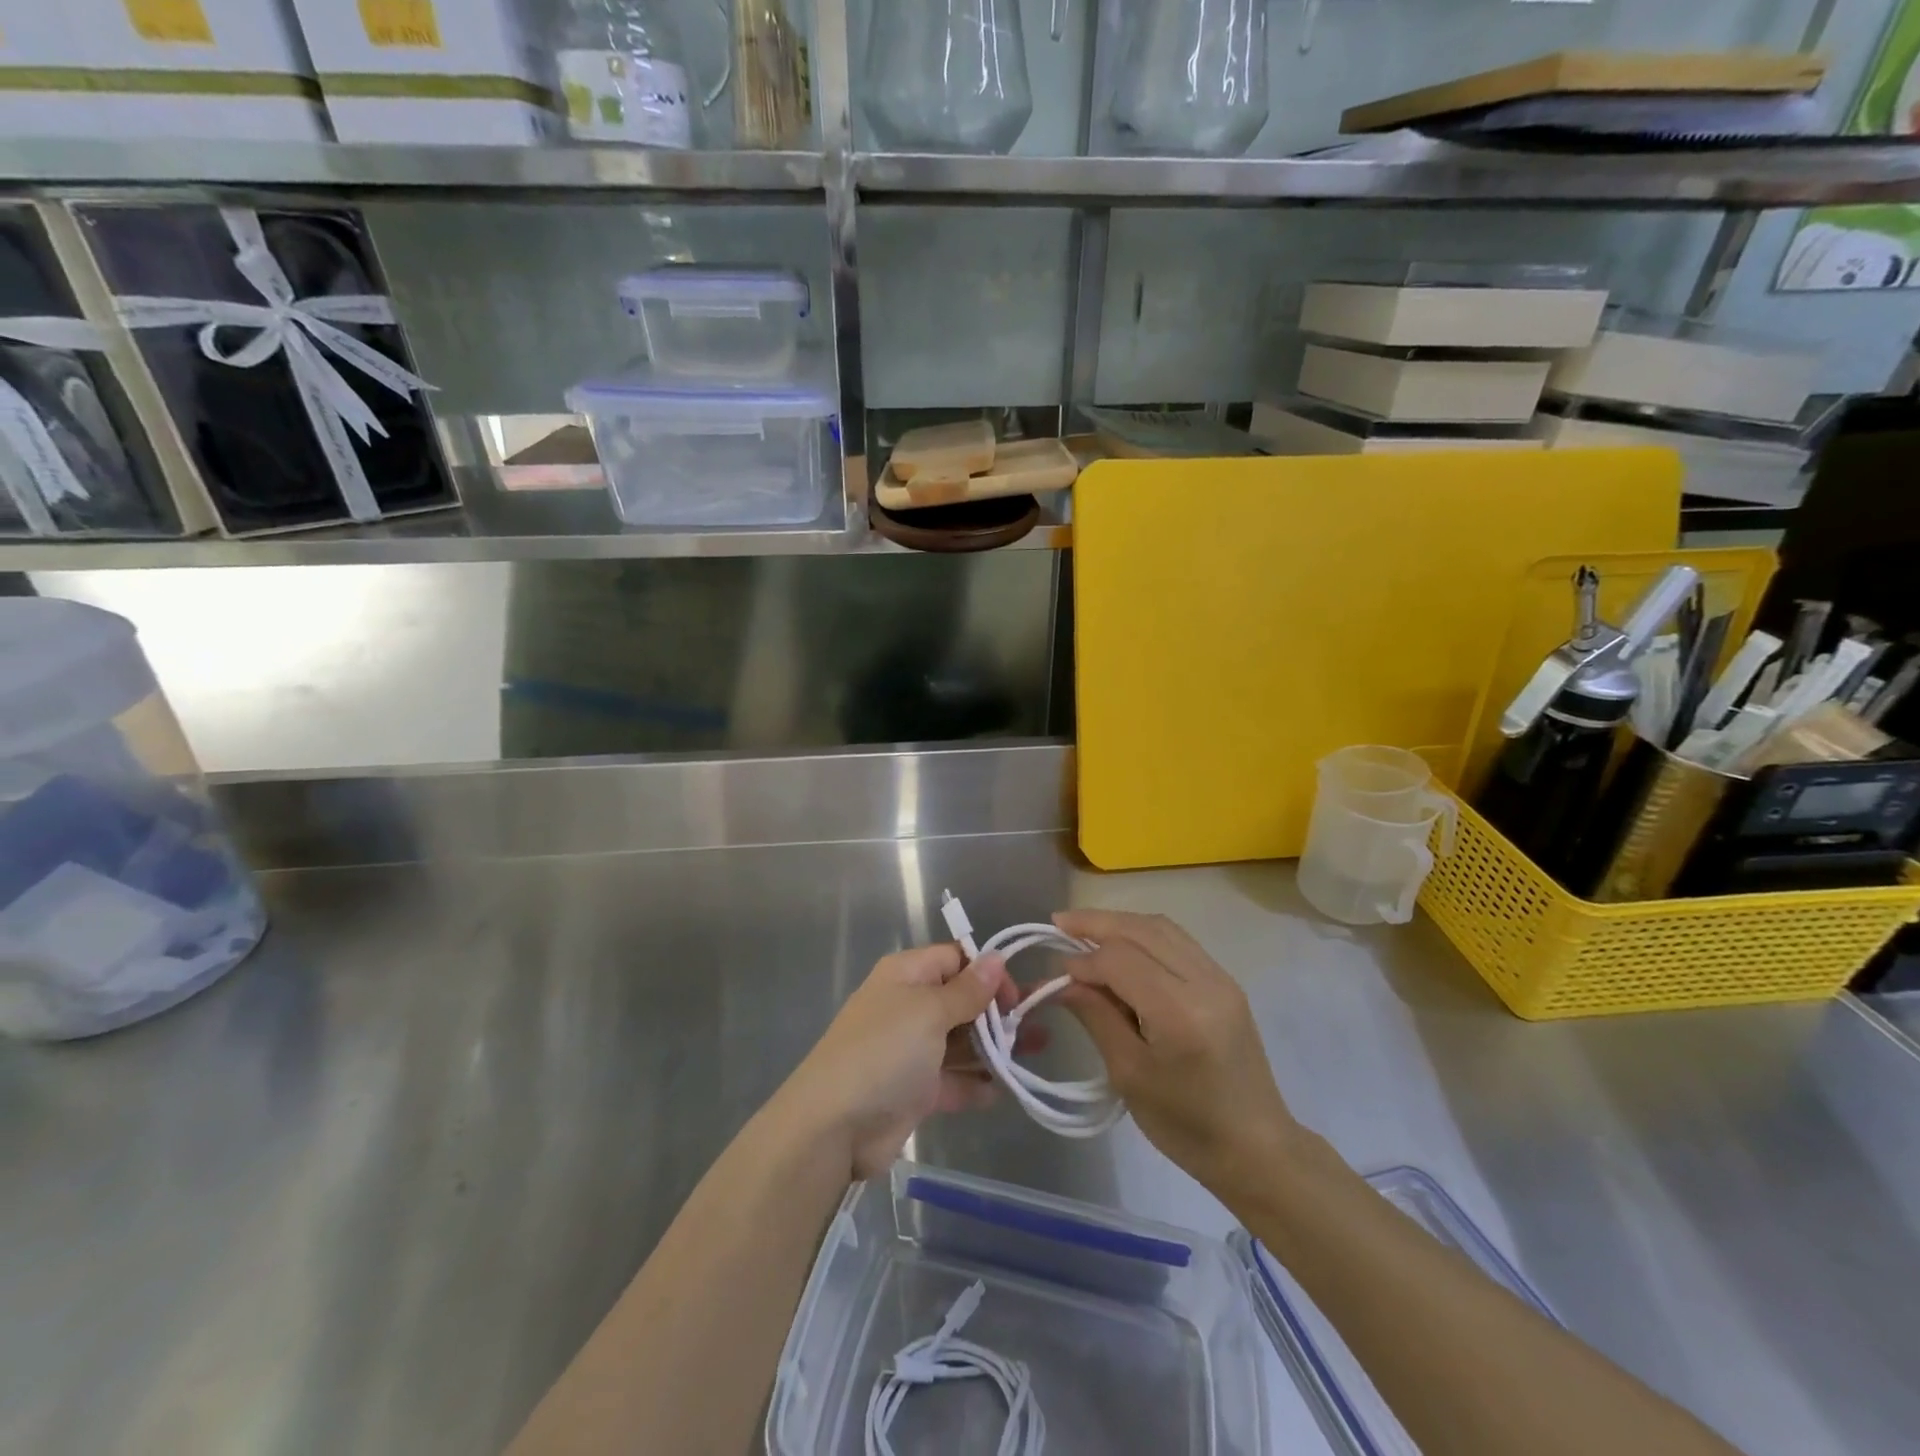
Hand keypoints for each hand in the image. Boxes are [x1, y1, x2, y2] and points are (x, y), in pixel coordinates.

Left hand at [777, 944, 1021, 1181]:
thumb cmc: (885, 1052)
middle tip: (1037, 1026)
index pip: (954, 959)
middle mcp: (909, 1007)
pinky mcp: (914, 1090)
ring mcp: (911, 1050)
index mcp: (906, 976)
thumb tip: (996, 958)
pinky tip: (1006, 1089)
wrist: (834, 1126)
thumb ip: (967, 990)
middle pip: (961, 1000)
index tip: (1014, 996)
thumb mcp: (929, 1011)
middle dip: (998, 1011)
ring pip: (961, 1041)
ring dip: (995, 1046)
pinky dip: (976, 1083)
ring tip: (1036, 1052)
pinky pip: (953, 1079)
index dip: (987, 971)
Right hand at [1055, 910, 1300, 1199]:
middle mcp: (1205, 982)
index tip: (1056, 973)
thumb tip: (1063, 980)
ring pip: (1161, 928)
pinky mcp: (1226, 982)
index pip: (1121, 960)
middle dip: (1097, 923)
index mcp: (1180, 1013)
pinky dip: (1143, 934)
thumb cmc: (1186, 1125)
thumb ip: (1096, 1017)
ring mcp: (1220, 978)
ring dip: (1120, 923)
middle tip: (1059, 923)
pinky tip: (1121, 944)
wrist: (1256, 1148)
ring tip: (1084, 928)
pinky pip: (1178, 941)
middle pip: (1142, 930)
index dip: (1083, 960)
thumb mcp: (1129, 1075)